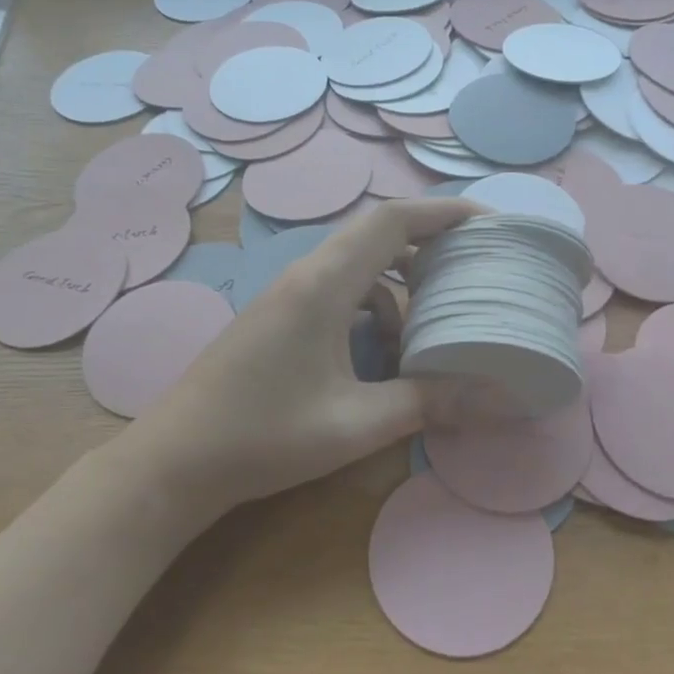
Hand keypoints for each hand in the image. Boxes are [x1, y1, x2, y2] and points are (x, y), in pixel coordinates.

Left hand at [122, 197, 480, 513]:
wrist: (174, 461)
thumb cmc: (264, 436)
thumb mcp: (356, 423)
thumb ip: (429, 402)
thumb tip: (499, 398)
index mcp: (324, 284)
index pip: (394, 220)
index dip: (446, 212)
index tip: (492, 224)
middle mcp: (306, 275)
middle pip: (378, 234)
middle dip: (431, 243)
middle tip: (476, 267)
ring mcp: (289, 295)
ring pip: (359, 266)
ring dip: (401, 284)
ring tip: (437, 320)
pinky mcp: (280, 317)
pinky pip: (340, 293)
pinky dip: (373, 311)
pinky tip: (385, 357)